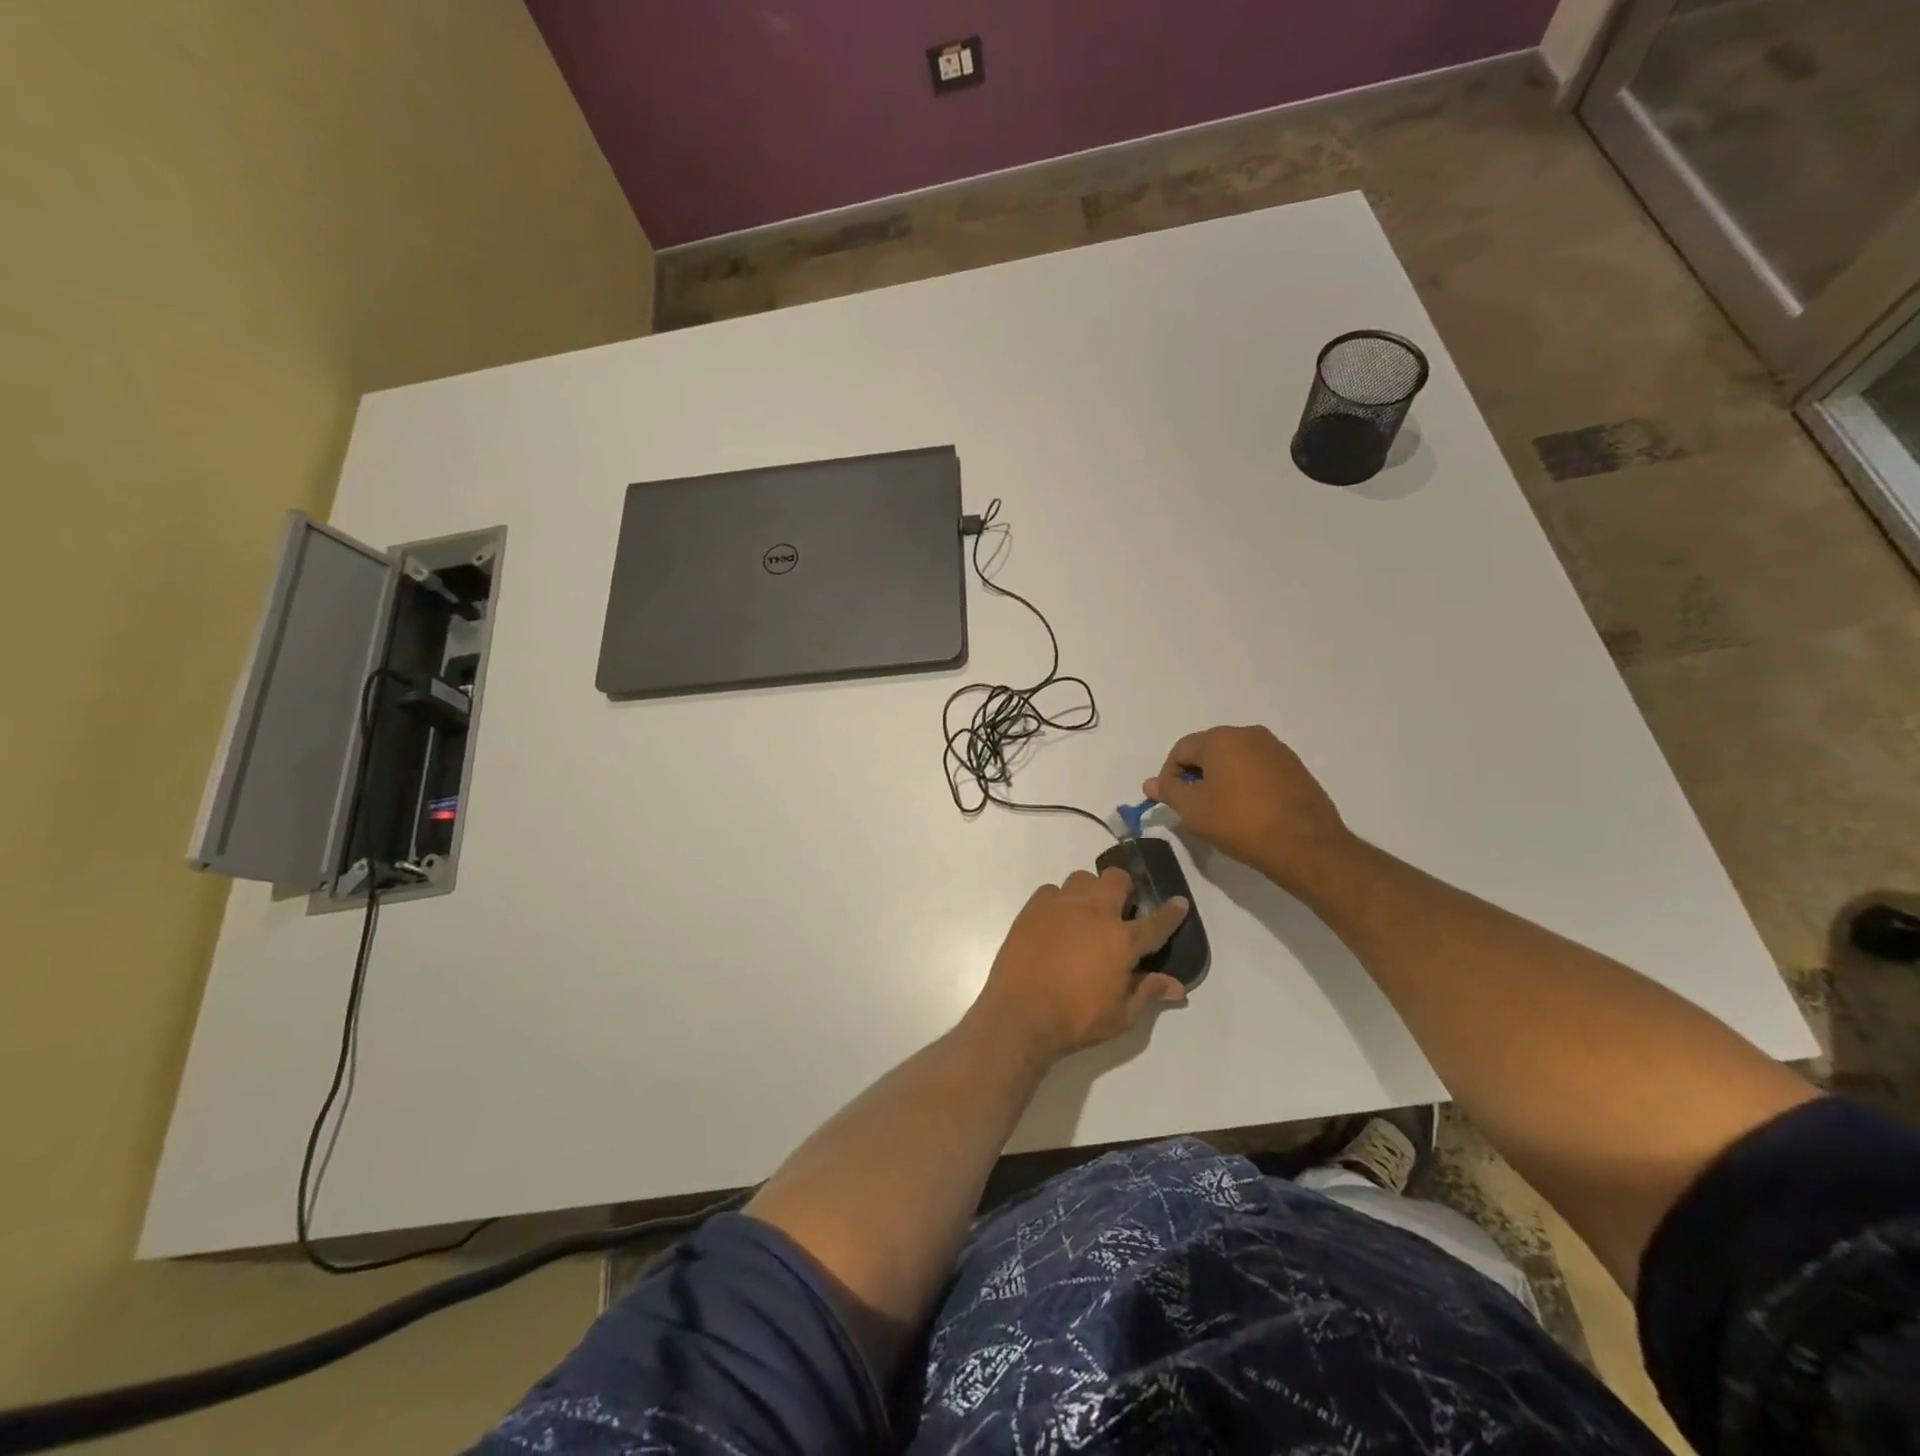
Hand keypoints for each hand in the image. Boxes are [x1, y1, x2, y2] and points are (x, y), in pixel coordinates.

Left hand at [970, 868, 1188, 1061]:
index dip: (1171, 912)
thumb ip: (1147, 992)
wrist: (1020, 1015)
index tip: (1179, 902)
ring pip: (1082, 879)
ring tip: (1086, 913)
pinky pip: (1051, 891)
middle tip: (1121, 909)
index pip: (1156, 922)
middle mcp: (1094, 912)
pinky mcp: (1033, 908)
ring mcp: (1061, 906)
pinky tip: (1056, 921)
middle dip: (1124, 888)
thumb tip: (1176, 986)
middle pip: (1116, 880)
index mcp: (1122, 940)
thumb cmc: (1076, 1019)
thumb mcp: (1121, 1016)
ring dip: (1090, 891)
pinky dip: (1058, 901)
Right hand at [1145, 726, 1354, 893]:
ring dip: (1221, 778)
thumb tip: (1151, 783)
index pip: (1181, 750)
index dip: (1169, 775)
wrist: (1305, 845)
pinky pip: (1257, 768)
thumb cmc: (1240, 823)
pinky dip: (1245, 783)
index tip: (1172, 801)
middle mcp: (1249, 734)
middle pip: (1208, 750)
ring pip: (1234, 758)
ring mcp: (1276, 749)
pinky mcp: (1294, 766)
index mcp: (1221, 739)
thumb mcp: (1194, 810)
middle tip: (1194, 806)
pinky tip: (1248, 810)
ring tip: (1221, 810)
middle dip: (1196, 775)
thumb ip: (1169, 792)